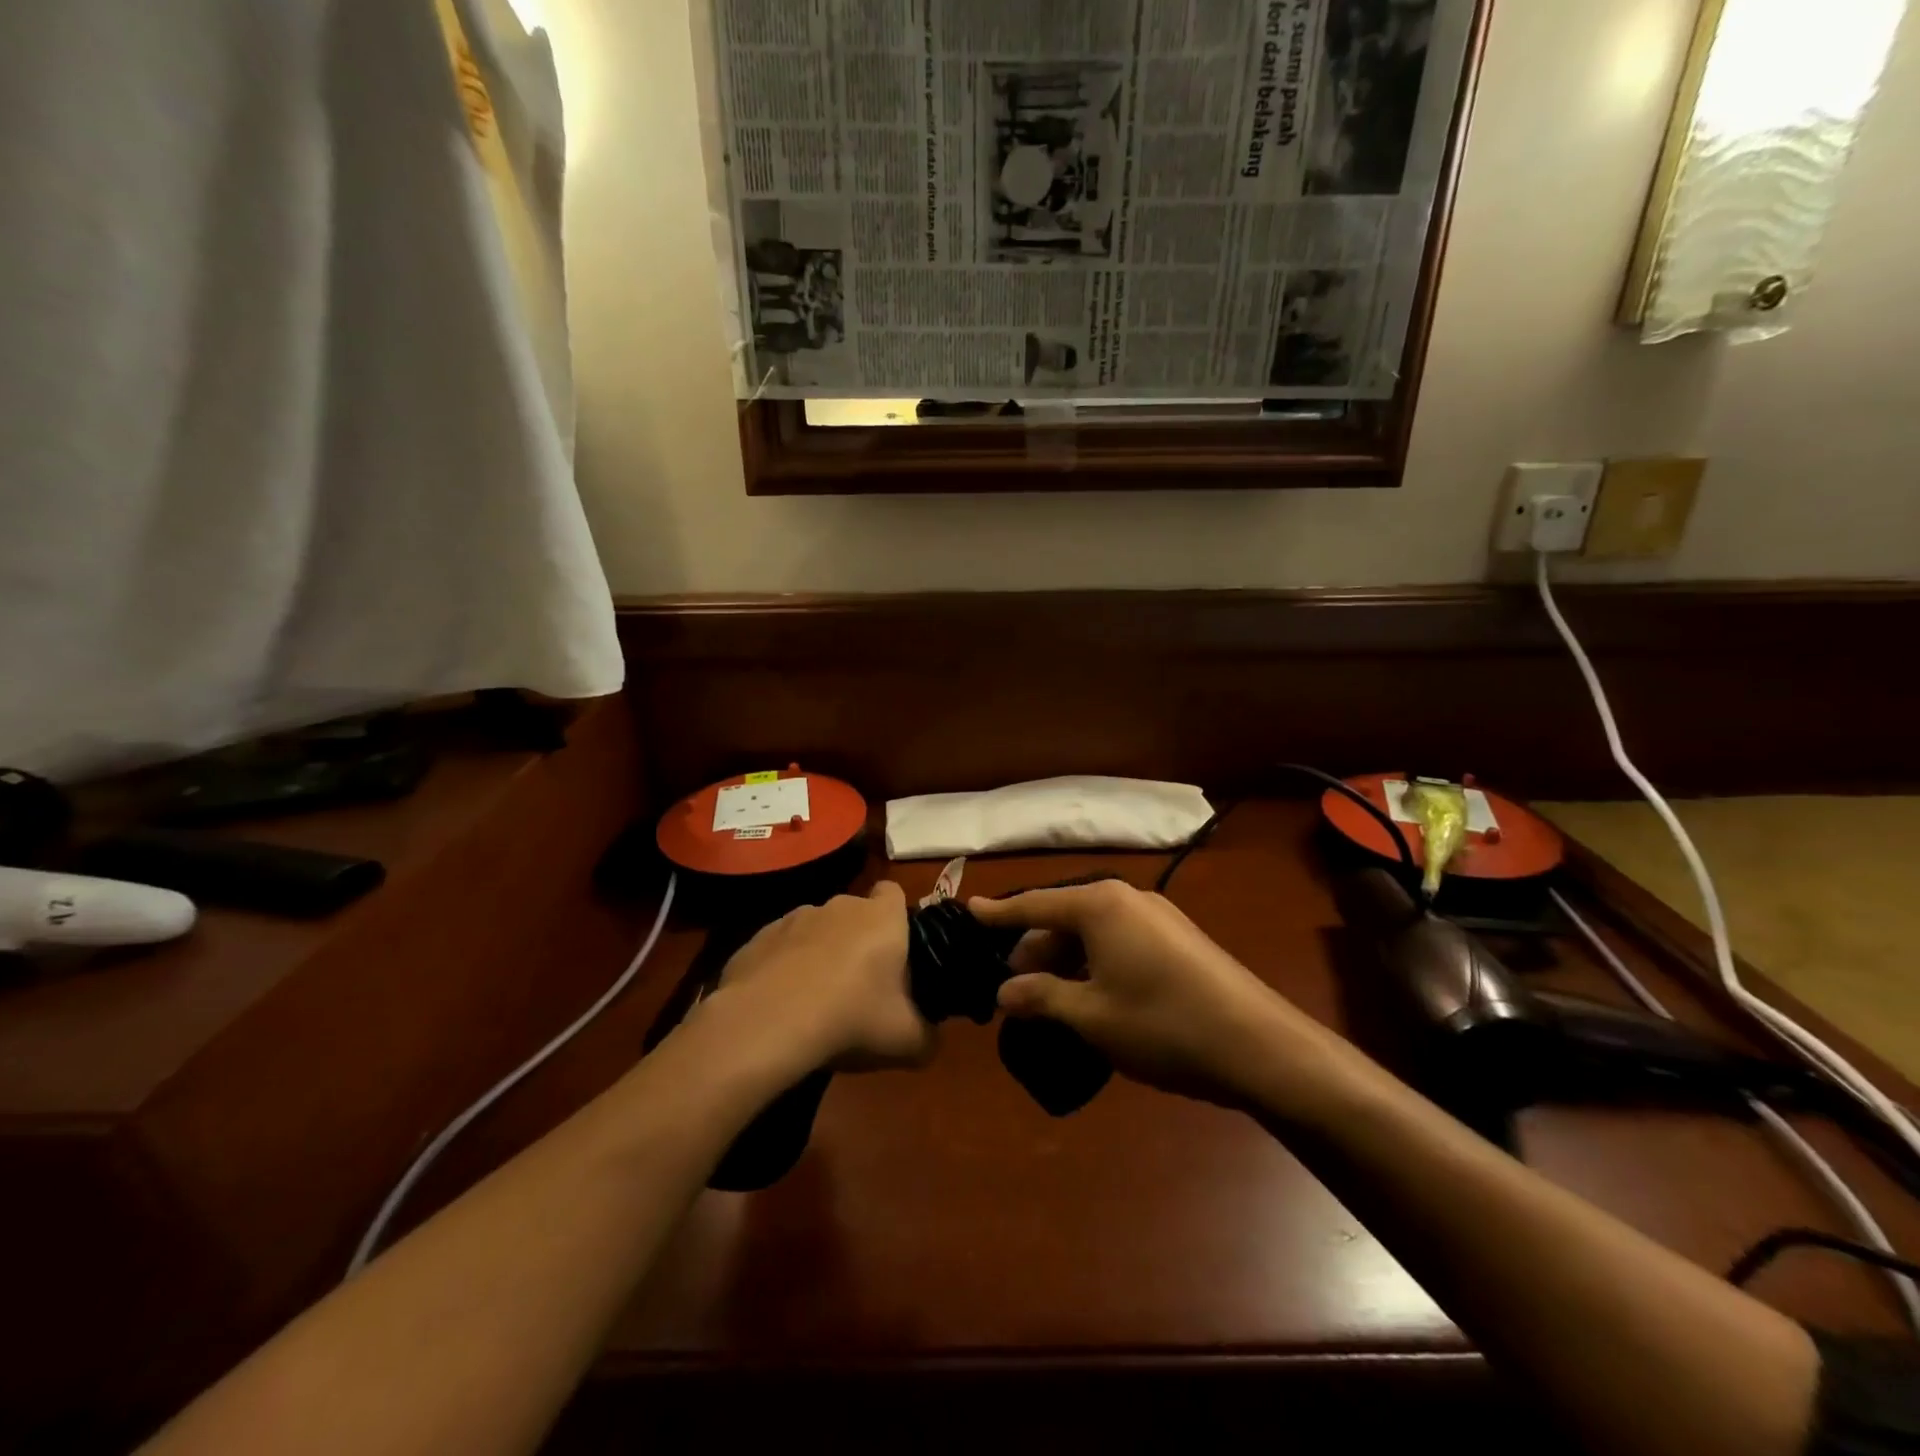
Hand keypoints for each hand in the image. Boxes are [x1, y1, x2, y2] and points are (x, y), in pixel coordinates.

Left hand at [710, 881, 934, 1072]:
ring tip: (815, 1000)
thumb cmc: (851, 1018)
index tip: (897, 948)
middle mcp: (838, 906)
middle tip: (860, 986)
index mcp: (881, 918)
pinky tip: (779, 1005)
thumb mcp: (907, 1041)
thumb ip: (928, 1036)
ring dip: (819, 954)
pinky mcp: (756, 938)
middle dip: (858, 941)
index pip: (894, 892)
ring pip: (815, 930)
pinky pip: (780, 948)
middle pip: (854, 913)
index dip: (897, 915)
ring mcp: (793, 918)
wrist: (766, 1023)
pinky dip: (783, 968)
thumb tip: (930, 1039)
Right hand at [970, 880, 1306, 1106]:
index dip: (999, 913)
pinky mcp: (1178, 939)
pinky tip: (1089, 996)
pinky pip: (1119, 941)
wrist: (1259, 1045)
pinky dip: (1095, 963)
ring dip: (1065, 961)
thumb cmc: (1163, 1025)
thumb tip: (1004, 991)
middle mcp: (1127, 898)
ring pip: (1093, 931)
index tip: (968, 911)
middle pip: (1065, 916)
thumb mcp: (1093, 1016)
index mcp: (1100, 905)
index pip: (1035, 904)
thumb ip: (1042, 997)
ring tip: (1045, 997)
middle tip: (1008, 984)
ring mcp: (1157, 917)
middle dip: (1034, 948)